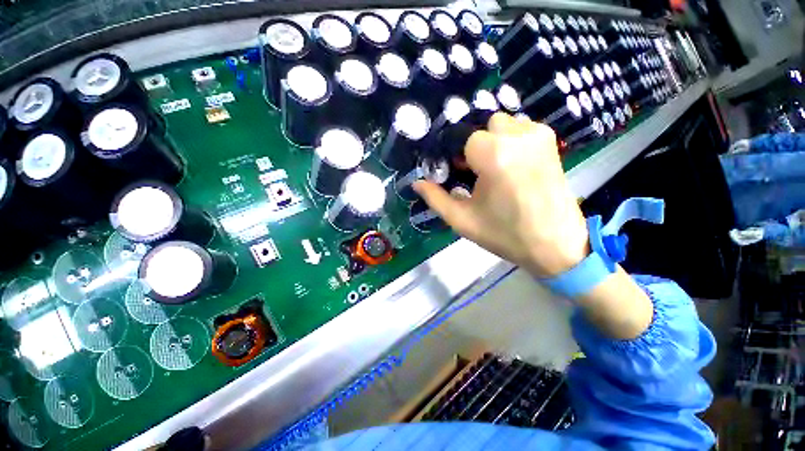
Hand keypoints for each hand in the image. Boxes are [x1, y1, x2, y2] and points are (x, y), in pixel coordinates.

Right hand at [414, 113, 589, 277]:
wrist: (556, 244)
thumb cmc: (505, 234)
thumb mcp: (462, 220)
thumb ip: (435, 198)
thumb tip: (416, 183)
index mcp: (494, 155)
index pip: (462, 138)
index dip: (456, 156)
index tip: (458, 173)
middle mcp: (518, 136)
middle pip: (483, 127)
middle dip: (475, 147)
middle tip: (476, 173)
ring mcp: (539, 135)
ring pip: (503, 125)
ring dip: (493, 143)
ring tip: (495, 171)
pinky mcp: (551, 141)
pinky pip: (521, 130)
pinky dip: (510, 142)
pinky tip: (513, 167)